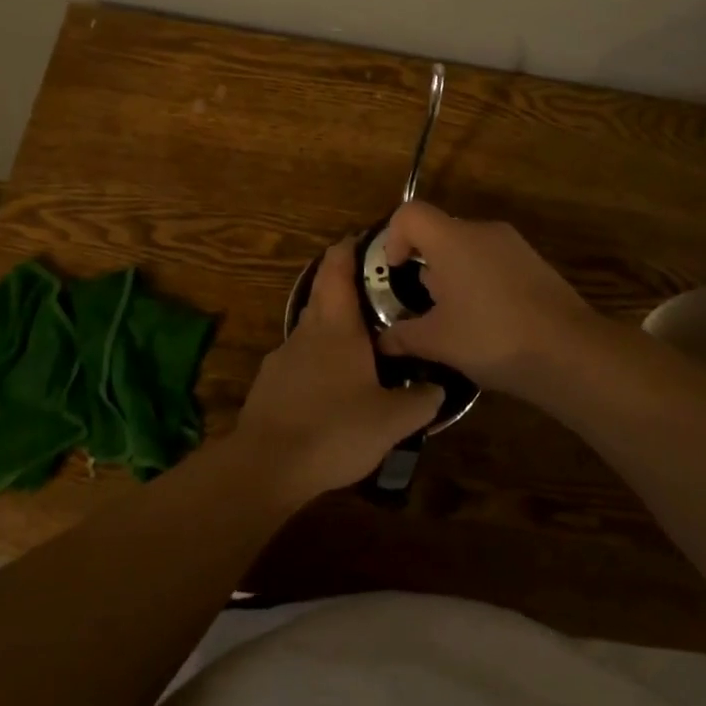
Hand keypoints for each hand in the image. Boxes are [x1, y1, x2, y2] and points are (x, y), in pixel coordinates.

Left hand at [234, 240, 440, 503]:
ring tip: (362, 342)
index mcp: (336, 326)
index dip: (349, 248)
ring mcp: (283, 356)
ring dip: (333, 325)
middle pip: (323, 293)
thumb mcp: (392, 421)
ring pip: (311, 327)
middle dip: (344, 284)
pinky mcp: (269, 383)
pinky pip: (300, 358)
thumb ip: (420, 401)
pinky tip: (333, 385)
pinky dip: (318, 358)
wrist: (267, 465)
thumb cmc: (334, 429)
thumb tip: (438, 387)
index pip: (337, 268)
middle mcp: (307, 331)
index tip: (366, 240)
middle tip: (377, 291)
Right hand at [377, 201, 597, 395]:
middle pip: (440, 231)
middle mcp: (483, 231)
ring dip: (453, 275)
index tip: (396, 271)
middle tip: (424, 304)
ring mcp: (514, 245)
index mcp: (452, 239)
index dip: (393, 237)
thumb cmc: (492, 337)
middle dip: (425, 264)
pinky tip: (487, 321)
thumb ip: (404, 336)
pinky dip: (480, 281)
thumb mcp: (438, 342)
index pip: (410, 214)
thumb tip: (383, 341)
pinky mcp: (536, 263)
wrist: (570, 352)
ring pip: (468, 248)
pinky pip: (494, 261)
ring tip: (455, 318)